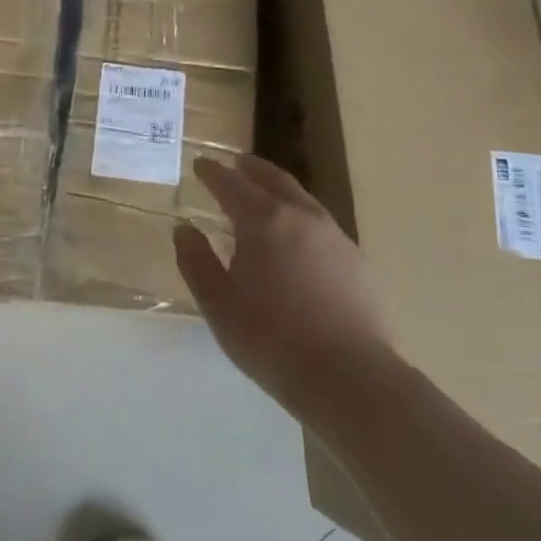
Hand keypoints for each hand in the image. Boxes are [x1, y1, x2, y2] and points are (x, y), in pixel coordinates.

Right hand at [174, 156, 397, 421]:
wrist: (351, 378)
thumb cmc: (272, 340)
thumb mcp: (218, 305)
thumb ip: (196, 262)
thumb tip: (184, 229)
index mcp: (264, 222)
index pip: (232, 185)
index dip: (213, 173)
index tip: (200, 164)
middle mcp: (302, 217)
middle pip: (274, 180)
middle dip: (251, 168)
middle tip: (236, 162)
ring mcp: (335, 237)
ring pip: (302, 199)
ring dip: (279, 189)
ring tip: (266, 193)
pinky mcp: (357, 261)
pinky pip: (322, 225)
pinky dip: (301, 217)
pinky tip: (298, 238)